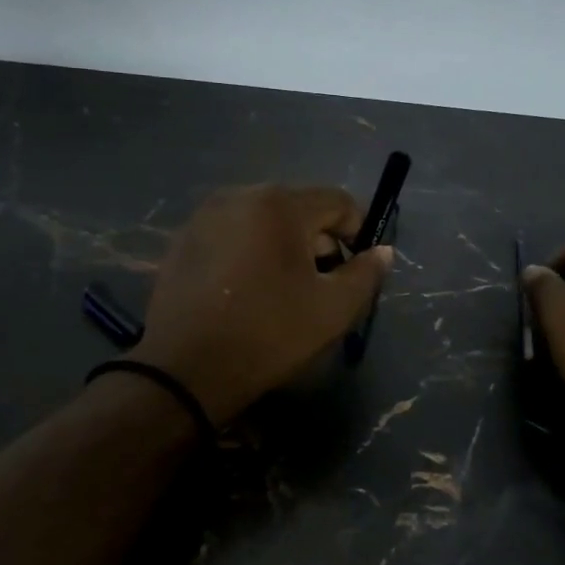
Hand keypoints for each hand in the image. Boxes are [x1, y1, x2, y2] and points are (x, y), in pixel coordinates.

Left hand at [129, 185, 393, 423]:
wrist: (186, 370)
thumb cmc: (269, 335)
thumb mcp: (332, 310)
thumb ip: (366, 274)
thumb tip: (382, 251)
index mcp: (280, 204)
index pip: (338, 201)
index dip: (357, 232)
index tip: (355, 269)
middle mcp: (239, 195)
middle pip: (298, 207)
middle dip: (317, 240)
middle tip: (319, 285)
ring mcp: (204, 215)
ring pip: (262, 220)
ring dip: (282, 245)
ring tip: (280, 289)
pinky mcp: (182, 240)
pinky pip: (231, 234)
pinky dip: (247, 252)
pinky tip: (244, 291)